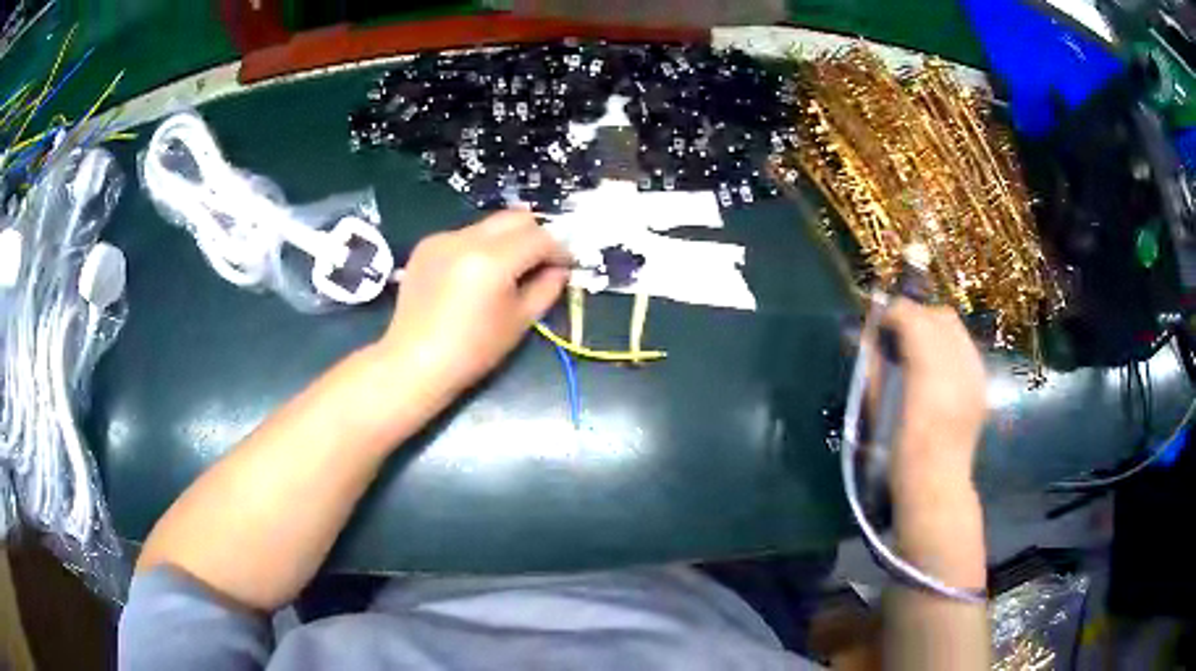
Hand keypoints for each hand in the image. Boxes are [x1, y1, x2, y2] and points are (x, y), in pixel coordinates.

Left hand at [378, 210, 569, 399]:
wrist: (414, 361)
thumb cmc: (472, 351)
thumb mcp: (519, 322)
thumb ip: (546, 288)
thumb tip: (559, 269)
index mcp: (493, 260)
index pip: (539, 237)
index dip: (559, 250)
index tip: (565, 265)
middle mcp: (467, 239)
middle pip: (515, 218)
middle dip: (534, 236)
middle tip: (539, 263)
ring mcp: (443, 238)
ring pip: (489, 225)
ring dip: (506, 241)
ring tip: (504, 272)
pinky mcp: (426, 245)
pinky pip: (464, 235)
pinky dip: (478, 247)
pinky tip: (472, 276)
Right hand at [884, 299, 986, 493]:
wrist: (936, 485)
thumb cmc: (898, 453)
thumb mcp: (878, 407)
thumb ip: (875, 366)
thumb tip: (867, 335)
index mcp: (926, 370)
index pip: (911, 316)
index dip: (892, 314)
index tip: (878, 328)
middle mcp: (957, 364)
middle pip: (938, 315)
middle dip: (916, 317)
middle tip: (898, 338)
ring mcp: (974, 373)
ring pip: (956, 329)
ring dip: (934, 331)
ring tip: (919, 353)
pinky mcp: (981, 384)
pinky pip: (966, 349)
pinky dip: (949, 349)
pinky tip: (938, 371)